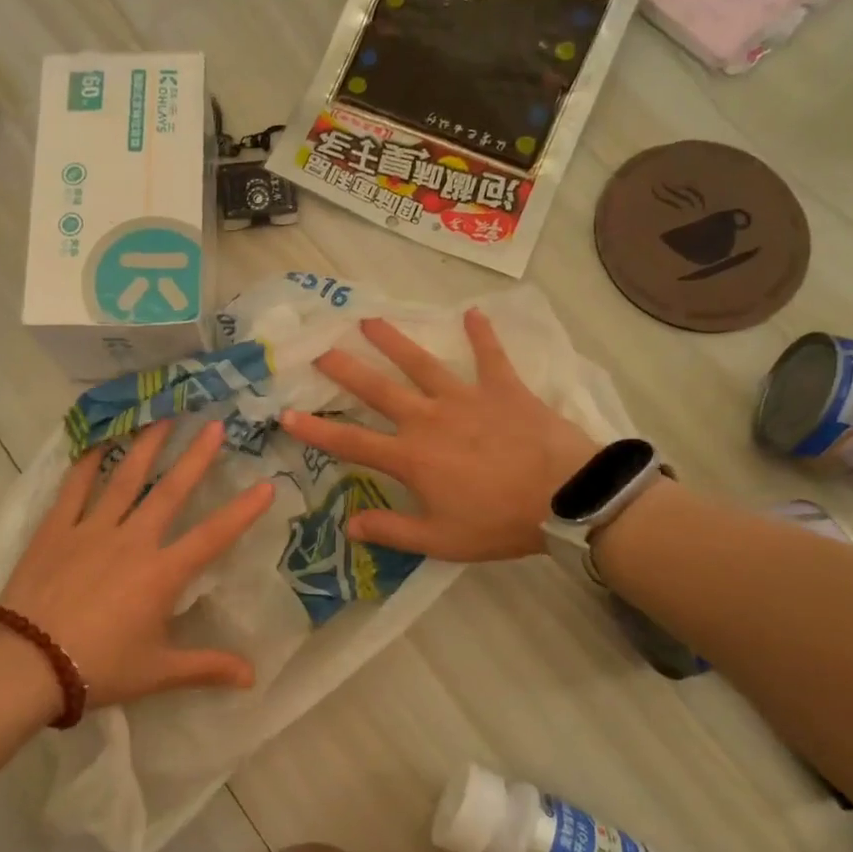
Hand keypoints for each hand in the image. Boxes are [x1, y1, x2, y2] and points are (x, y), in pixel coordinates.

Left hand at [0, 419, 274, 709]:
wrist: (28, 664)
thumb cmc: (99, 668)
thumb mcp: (158, 672)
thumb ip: (206, 668)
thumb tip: (252, 678)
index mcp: (162, 574)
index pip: (213, 537)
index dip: (243, 511)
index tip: (267, 485)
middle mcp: (133, 541)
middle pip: (170, 491)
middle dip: (196, 457)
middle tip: (213, 424)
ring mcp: (92, 530)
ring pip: (125, 479)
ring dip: (146, 446)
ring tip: (162, 416)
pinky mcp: (56, 530)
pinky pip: (74, 488)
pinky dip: (86, 462)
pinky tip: (96, 440)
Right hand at [278, 310, 596, 561]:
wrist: (566, 496)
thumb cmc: (499, 522)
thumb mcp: (439, 540)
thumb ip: (391, 531)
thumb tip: (348, 526)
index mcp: (411, 456)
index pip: (351, 442)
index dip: (316, 430)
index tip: (286, 415)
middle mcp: (429, 418)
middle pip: (379, 389)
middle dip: (346, 370)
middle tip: (321, 350)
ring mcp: (466, 398)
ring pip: (422, 363)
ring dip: (394, 340)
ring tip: (369, 320)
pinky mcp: (504, 388)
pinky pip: (490, 355)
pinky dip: (482, 334)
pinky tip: (472, 312)